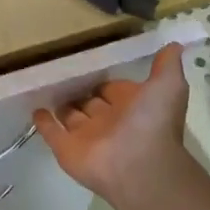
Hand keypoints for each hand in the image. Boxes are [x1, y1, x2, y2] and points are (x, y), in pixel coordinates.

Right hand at [33, 43, 193, 209]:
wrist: (139, 166)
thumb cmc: (152, 122)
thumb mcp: (168, 86)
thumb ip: (167, 65)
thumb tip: (174, 43)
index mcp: (130, 106)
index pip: (112, 88)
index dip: (102, 79)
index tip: (87, 63)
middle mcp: (108, 120)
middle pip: (89, 102)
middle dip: (79, 90)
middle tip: (60, 72)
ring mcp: (85, 135)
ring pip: (70, 116)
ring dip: (61, 104)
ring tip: (44, 84)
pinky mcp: (65, 148)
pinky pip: (51, 132)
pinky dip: (43, 121)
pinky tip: (34, 107)